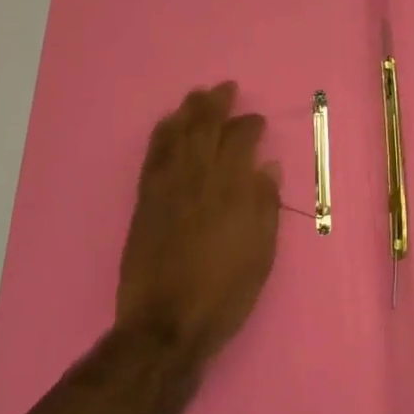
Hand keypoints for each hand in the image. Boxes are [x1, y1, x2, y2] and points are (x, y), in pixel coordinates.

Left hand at [117, 82, 280, 361]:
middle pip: (207, 126)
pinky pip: (153, 154)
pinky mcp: (145, 199)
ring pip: (178, 134)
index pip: (241, 139)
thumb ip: (265, 205)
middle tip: (226, 88)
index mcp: (232, 188)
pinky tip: (168, 124)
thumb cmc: (223, 293)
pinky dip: (162, 133)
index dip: (250, 124)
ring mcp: (168, 185)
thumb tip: (267, 166)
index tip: (256, 121)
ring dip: (189, 110)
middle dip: (218, 103)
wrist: (165, 325)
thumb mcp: (261, 254)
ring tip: (198, 95)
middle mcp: (199, 177)